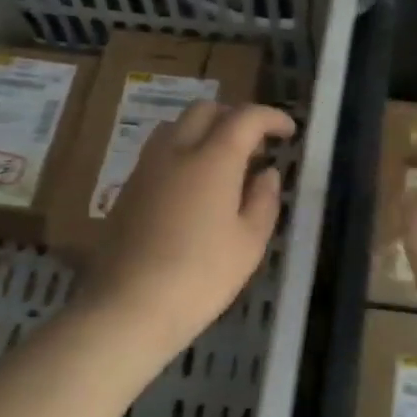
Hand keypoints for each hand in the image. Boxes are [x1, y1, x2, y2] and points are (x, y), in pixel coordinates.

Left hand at [76, 100, 294, 355]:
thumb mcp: (249, 242)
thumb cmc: (202, 276)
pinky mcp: (127, 189)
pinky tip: (194, 187)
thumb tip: (267, 174)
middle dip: (235, 117)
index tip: (289, 131)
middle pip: (205, 110)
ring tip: (224, 163)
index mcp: (212, 159)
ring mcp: (146, 168)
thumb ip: (264, 200)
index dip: (271, 117)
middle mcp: (175, 151)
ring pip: (176, 126)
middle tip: (256, 146)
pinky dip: (183, 152)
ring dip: (205, 131)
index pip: (245, 118)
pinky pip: (159, 152)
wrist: (131, 305)